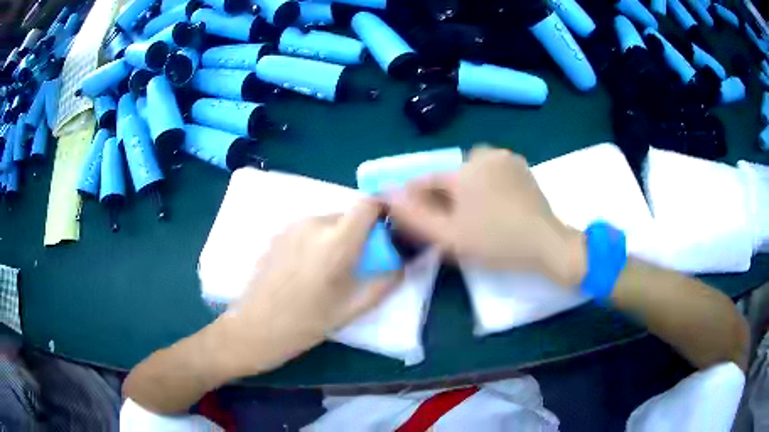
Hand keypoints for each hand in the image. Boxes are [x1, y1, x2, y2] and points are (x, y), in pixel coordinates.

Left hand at [220, 200, 402, 374]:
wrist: (254, 327)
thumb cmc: (305, 324)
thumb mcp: (352, 309)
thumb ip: (384, 282)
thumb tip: (402, 262)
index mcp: (335, 243)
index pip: (367, 204)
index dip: (381, 211)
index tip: (385, 231)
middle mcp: (313, 225)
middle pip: (348, 214)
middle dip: (359, 232)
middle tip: (355, 263)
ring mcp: (291, 227)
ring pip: (327, 221)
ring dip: (336, 237)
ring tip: (327, 270)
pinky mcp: (277, 233)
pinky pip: (308, 228)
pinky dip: (317, 240)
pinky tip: (305, 269)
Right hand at [388, 147, 584, 286]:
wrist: (546, 244)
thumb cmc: (496, 243)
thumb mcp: (450, 236)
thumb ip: (414, 216)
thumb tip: (386, 194)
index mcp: (462, 171)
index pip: (426, 180)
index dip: (416, 198)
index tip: (417, 216)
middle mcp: (482, 155)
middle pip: (449, 174)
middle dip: (444, 195)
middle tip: (452, 221)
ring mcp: (504, 158)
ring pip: (470, 170)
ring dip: (465, 187)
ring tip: (475, 213)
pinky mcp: (520, 164)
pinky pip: (491, 169)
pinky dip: (486, 182)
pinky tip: (495, 203)